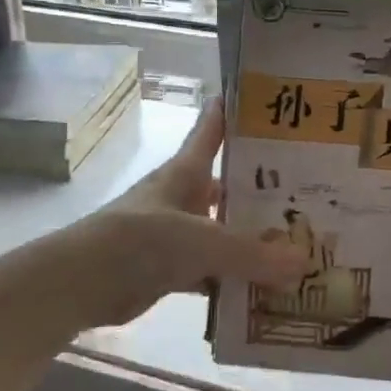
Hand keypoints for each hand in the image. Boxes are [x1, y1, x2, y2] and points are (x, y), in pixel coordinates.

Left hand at [61, 99, 307, 328]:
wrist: (81, 283)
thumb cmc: (140, 241)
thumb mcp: (202, 241)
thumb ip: (253, 253)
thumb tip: (304, 263)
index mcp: (184, 173)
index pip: (211, 131)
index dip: (232, 113)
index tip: (266, 101)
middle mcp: (181, 197)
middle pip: (227, 185)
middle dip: (262, 190)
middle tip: (309, 194)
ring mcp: (174, 234)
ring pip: (221, 232)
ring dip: (251, 240)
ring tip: (297, 245)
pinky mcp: (168, 269)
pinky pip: (210, 271)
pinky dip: (232, 279)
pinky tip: (263, 289)